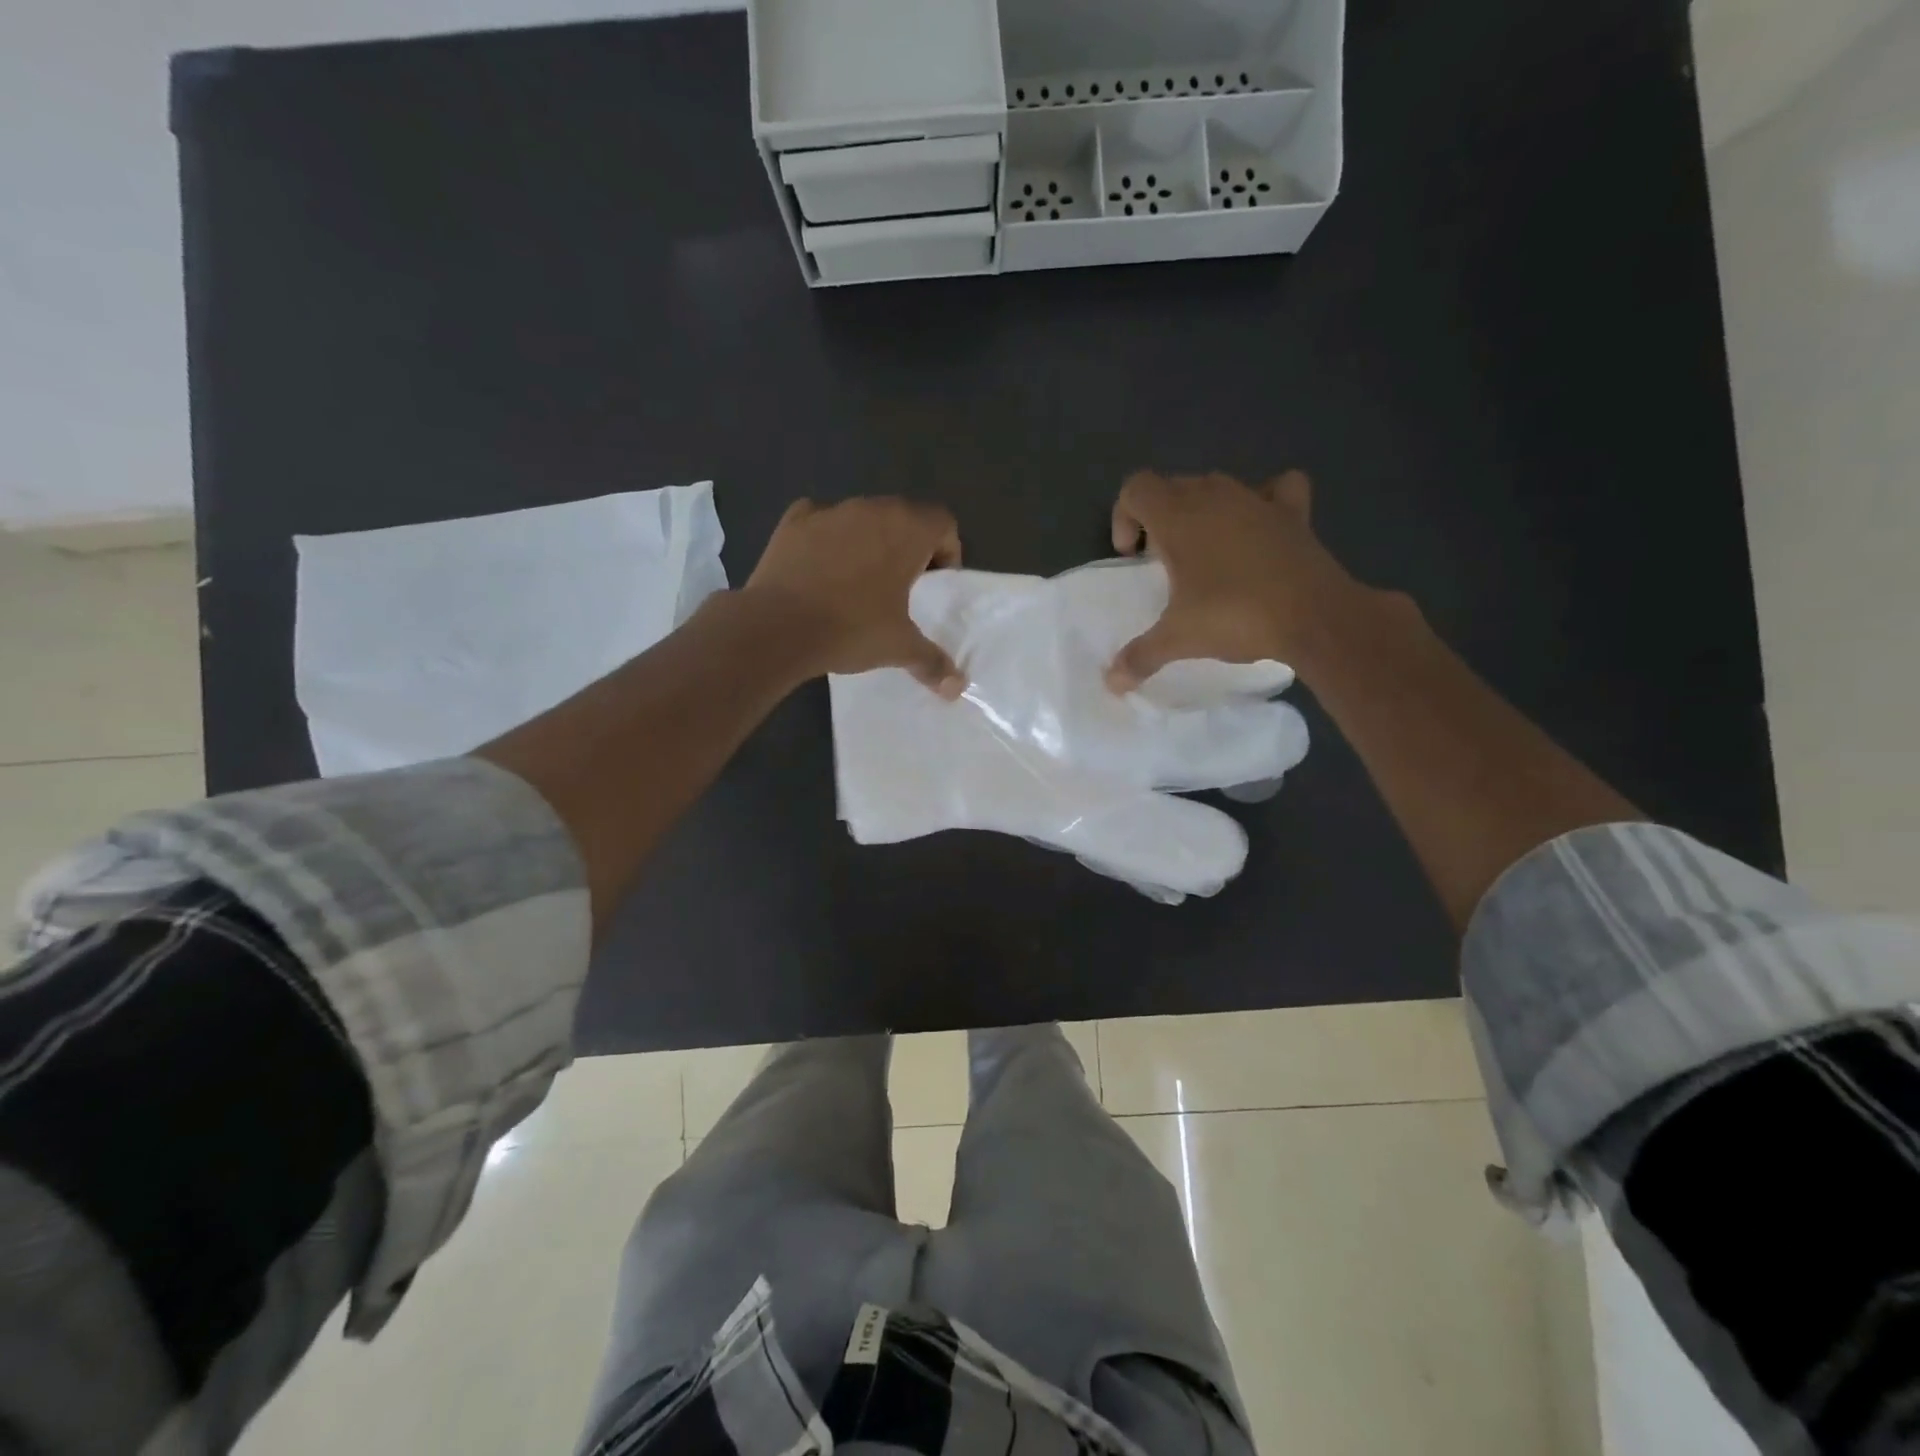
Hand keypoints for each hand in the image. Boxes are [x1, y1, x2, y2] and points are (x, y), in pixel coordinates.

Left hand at [744, 496, 966, 696]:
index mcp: (907, 529)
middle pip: (903, 516)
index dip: (946, 551)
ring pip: (862, 518)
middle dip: (908, 545)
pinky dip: (826, 539)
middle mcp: (871, 509)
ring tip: (860, 581)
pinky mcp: (794, 521)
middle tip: (902, 585)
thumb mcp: (898, 648)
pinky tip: (821, 568)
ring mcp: (830, 511)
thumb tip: (957, 688)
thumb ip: (932, 662)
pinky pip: (821, 522)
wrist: (778, 626)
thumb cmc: (852, 628)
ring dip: (869, 541)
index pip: (942, 522)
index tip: (934, 584)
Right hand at [1105, 470, 1358, 691]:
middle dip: (1160, 519)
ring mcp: (1256, 499)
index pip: (1136, 488)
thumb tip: (1112, 683)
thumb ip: (1139, 656)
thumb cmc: (1233, 616)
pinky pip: (1276, 488)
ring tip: (1206, 554)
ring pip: (1217, 486)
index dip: (1124, 516)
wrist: (1313, 616)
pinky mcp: (1292, 512)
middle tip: (1164, 563)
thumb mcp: (1178, 640)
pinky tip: (1260, 526)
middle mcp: (1214, 496)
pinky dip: (1264, 501)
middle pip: (1173, 487)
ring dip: (1203, 511)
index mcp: (1178, 517)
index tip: (1133, 557)